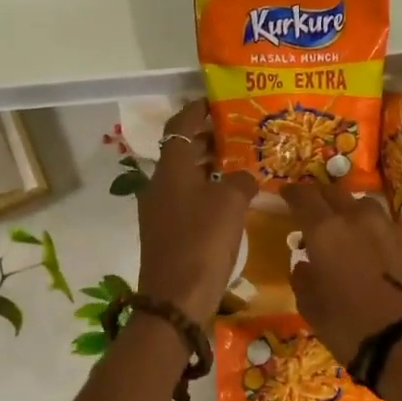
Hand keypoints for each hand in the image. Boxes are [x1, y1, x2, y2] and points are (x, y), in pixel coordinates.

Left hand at [136, 100, 258, 326]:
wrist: (176, 300)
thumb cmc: (202, 242)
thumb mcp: (231, 203)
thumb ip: (240, 180)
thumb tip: (242, 176)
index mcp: (170, 169)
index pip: (180, 125)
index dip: (197, 109)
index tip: (218, 101)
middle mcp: (159, 184)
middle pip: (181, 150)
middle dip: (208, 138)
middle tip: (239, 132)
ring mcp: (159, 210)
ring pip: (185, 176)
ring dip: (208, 165)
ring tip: (240, 162)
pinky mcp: (166, 232)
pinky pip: (187, 199)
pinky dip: (206, 190)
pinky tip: (231, 200)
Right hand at [281, 183, 401, 364]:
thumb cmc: (353, 330)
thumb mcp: (313, 311)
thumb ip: (303, 281)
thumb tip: (305, 265)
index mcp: (326, 232)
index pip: (304, 197)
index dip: (293, 193)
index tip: (286, 195)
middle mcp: (360, 220)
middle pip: (337, 194)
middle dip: (322, 199)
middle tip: (315, 212)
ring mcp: (393, 229)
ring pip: (367, 208)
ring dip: (353, 215)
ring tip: (349, 233)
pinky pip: (391, 231)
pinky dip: (380, 238)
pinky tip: (381, 259)